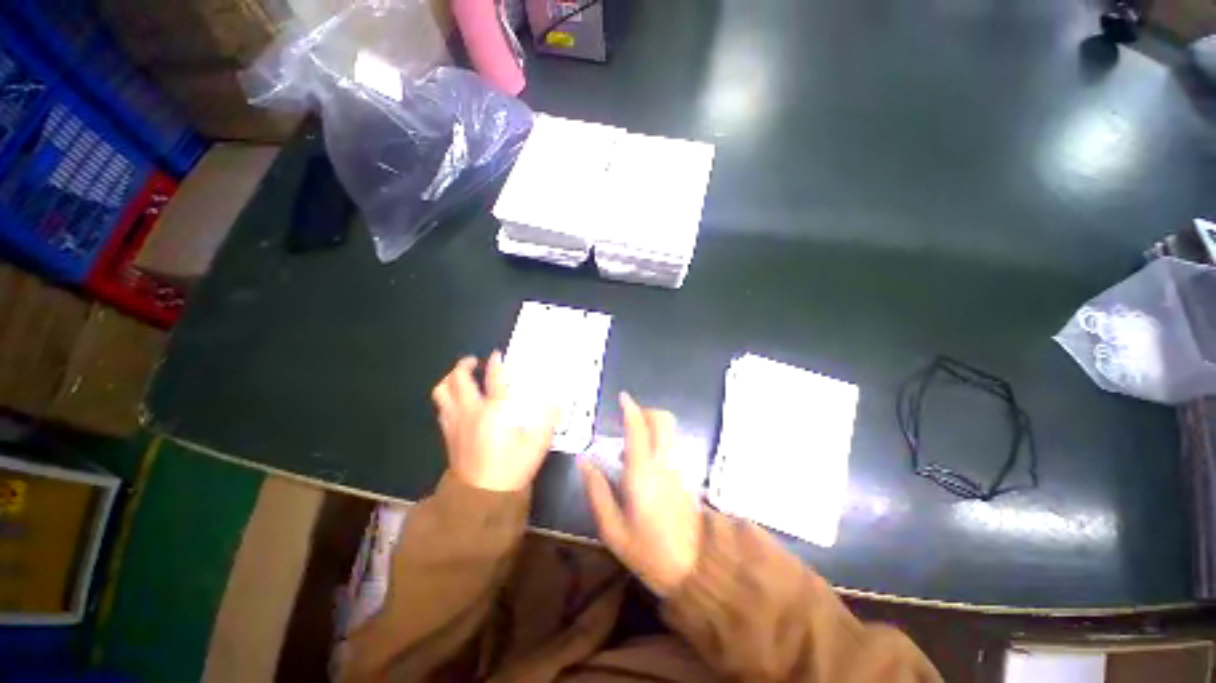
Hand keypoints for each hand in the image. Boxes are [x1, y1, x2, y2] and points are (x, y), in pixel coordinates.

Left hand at [432, 353, 558, 491]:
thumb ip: (548, 419)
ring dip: (449, 380)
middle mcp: (470, 411)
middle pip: (458, 380)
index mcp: (494, 411)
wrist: (481, 499)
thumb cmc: (511, 468)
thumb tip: (558, 401)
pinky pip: (442, 409)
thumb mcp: (537, 444)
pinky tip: (457, 403)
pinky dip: (447, 399)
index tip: (498, 355)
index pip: (494, 379)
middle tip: (474, 362)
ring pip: (442, 393)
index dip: (496, 364)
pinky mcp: (448, 435)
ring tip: (460, 377)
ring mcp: (455, 423)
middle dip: (464, 365)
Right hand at [581, 393, 702, 595]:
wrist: (696, 570)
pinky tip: (643, 459)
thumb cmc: (649, 552)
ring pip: (669, 430)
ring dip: (652, 424)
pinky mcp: (685, 476)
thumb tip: (584, 461)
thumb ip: (597, 491)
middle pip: (662, 420)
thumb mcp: (612, 530)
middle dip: (645, 411)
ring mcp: (678, 468)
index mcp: (642, 473)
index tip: (622, 397)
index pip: (639, 429)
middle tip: (627, 419)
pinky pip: (671, 444)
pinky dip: (658, 438)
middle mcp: (663, 463)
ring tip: (630, 441)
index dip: (630, 409)